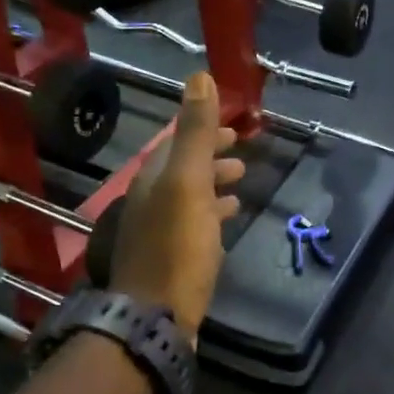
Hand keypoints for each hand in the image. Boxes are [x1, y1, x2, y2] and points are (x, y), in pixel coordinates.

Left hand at [109, 71, 244, 339]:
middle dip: (211, 156)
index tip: (235, 126)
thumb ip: (195, 134)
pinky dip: (212, 214)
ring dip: (214, 184)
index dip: (204, 130)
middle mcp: (150, 202)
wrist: (157, 316)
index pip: (176, 142)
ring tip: (242, 181)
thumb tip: (198, 77)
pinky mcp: (171, 260)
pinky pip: (194, 225)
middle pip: (182, 169)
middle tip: (243, 151)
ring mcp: (159, 233)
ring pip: (189, 197)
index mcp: (152, 179)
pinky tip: (228, 221)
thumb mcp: (188, 184)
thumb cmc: (177, 248)